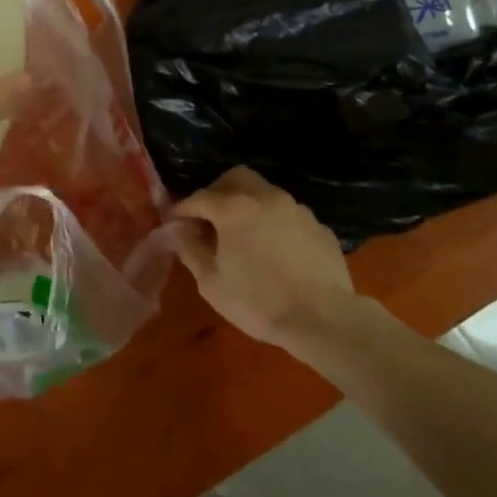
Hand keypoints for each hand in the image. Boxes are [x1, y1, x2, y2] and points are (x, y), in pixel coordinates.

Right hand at [175, 168, 359, 351]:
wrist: (323, 319)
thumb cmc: (258, 302)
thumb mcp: (212, 283)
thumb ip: (190, 250)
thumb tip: (178, 232)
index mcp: (235, 208)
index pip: (200, 197)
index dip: (182, 208)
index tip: (173, 220)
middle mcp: (266, 197)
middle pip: (236, 178)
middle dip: (217, 192)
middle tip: (209, 218)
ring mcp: (297, 209)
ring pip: (265, 193)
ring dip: (248, 206)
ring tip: (243, 235)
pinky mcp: (318, 226)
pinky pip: (288, 215)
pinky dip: (274, 223)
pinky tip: (274, 250)